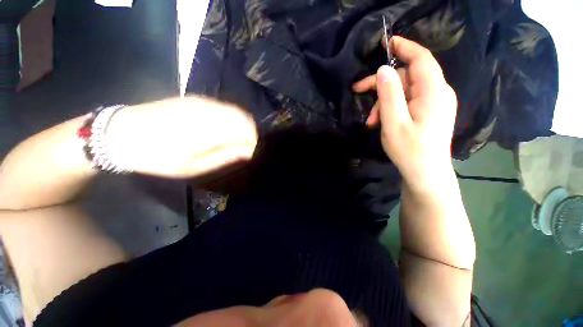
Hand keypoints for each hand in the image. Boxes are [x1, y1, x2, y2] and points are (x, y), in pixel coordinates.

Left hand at [106, 97, 257, 177]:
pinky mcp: (196, 99)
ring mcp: (202, 102)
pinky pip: (224, 108)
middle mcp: (210, 111)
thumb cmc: (157, 156)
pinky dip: (231, 119)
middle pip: (244, 119)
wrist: (120, 133)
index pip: (247, 130)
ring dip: (241, 126)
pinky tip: (223, 130)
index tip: (252, 153)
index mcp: (209, 129)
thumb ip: (224, 157)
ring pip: (236, 111)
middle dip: (250, 134)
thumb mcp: (193, 166)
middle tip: (245, 149)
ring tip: (235, 141)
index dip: (255, 142)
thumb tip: (248, 152)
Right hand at [352, 36, 456, 188]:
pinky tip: (381, 122)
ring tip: (370, 121)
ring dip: (384, 102)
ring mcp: (435, 103)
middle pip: (407, 76)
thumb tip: (383, 70)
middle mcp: (438, 92)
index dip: (404, 47)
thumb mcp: (393, 123)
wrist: (425, 174)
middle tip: (358, 92)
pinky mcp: (429, 112)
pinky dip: (392, 108)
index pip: (421, 58)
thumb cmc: (410, 150)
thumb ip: (389, 95)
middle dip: (382, 84)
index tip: (385, 42)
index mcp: (433, 92)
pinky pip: (409, 101)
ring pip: (405, 91)